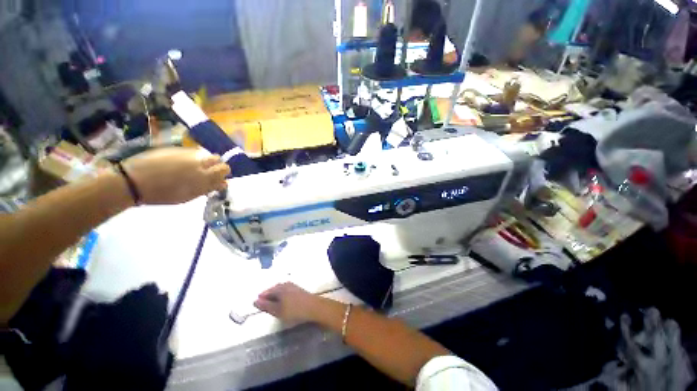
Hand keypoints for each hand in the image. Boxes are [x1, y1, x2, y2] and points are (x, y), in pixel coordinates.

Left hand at [122, 148, 229, 204]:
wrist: (135, 181)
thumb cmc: (161, 194)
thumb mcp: (188, 196)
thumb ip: (206, 188)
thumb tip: (221, 184)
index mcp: (204, 180)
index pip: (224, 173)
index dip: (223, 176)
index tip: (218, 180)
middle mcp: (202, 166)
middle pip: (222, 163)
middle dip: (220, 167)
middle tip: (210, 172)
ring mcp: (191, 156)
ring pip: (210, 156)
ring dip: (208, 161)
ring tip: (198, 166)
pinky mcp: (180, 149)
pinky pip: (195, 152)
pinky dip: (195, 156)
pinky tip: (184, 161)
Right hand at [254, 283, 322, 323]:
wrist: (313, 307)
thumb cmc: (294, 310)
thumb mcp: (277, 311)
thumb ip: (266, 306)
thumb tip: (255, 301)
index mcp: (279, 288)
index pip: (267, 291)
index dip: (261, 298)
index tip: (256, 304)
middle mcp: (286, 284)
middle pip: (274, 289)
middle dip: (268, 296)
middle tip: (263, 305)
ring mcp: (293, 286)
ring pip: (280, 289)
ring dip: (275, 296)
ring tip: (272, 304)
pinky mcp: (298, 289)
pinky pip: (286, 291)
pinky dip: (282, 296)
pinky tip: (283, 302)